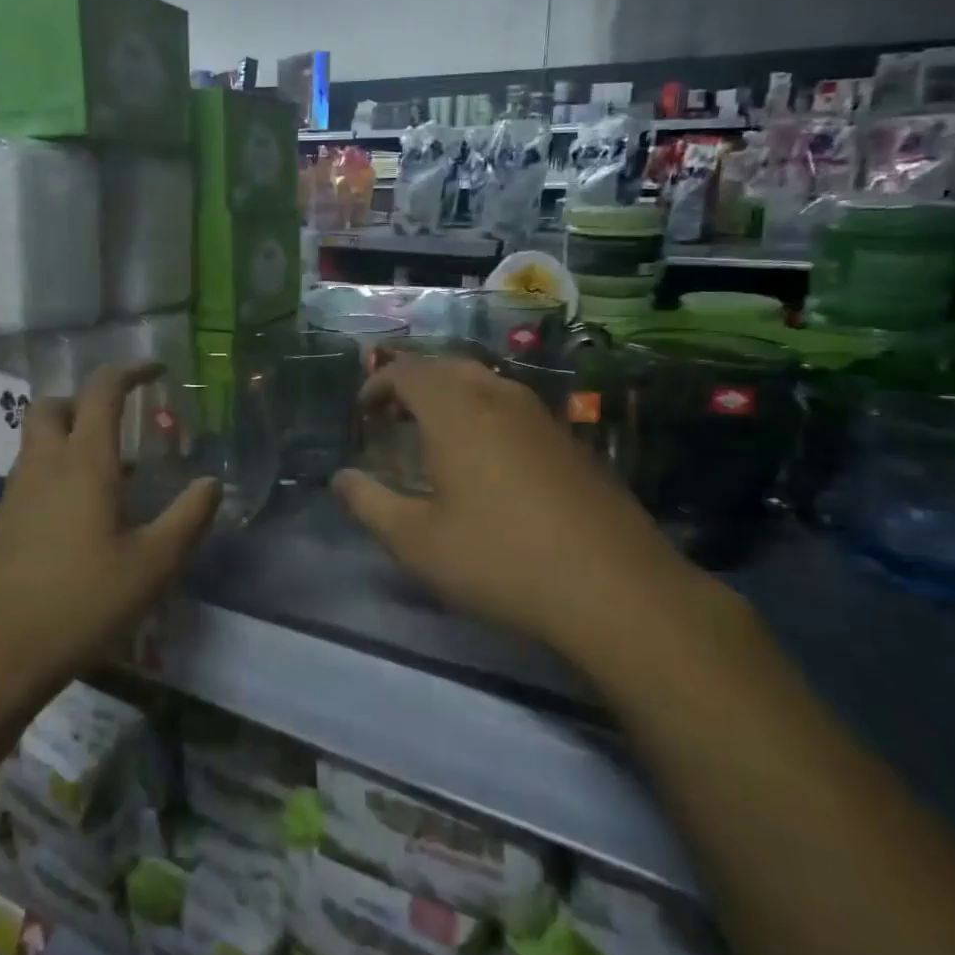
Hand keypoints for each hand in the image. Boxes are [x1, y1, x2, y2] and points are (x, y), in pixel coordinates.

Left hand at [0, 364, 220, 683]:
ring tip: (116, 476)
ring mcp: (15, 494)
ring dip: (72, 438)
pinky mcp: (1, 524)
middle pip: (53, 406)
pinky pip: (32, 476)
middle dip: (87, 400)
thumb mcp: (154, 565)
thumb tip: (211, 483)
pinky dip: (59, 472)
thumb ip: (189, 518)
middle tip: (121, 422)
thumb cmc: (81, 602)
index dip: (130, 371)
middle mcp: (44, 466)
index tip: (156, 371)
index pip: (102, 391)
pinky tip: (84, 519)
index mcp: (84, 463)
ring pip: (38, 441)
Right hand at [332, 355, 703, 652]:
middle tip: (393, 417)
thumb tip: (340, 479)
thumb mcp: (418, 542)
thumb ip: (370, 504)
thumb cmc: (500, 560)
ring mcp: (541, 417)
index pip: (408, 371)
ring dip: (450, 396)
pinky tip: (486, 459)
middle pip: (447, 366)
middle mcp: (499, 398)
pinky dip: (484, 413)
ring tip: (433, 434)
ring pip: (485, 383)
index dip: (378, 383)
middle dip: (413, 383)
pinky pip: (513, 406)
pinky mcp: (569, 441)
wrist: (614, 587)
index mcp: (456, 412)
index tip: (363, 412)